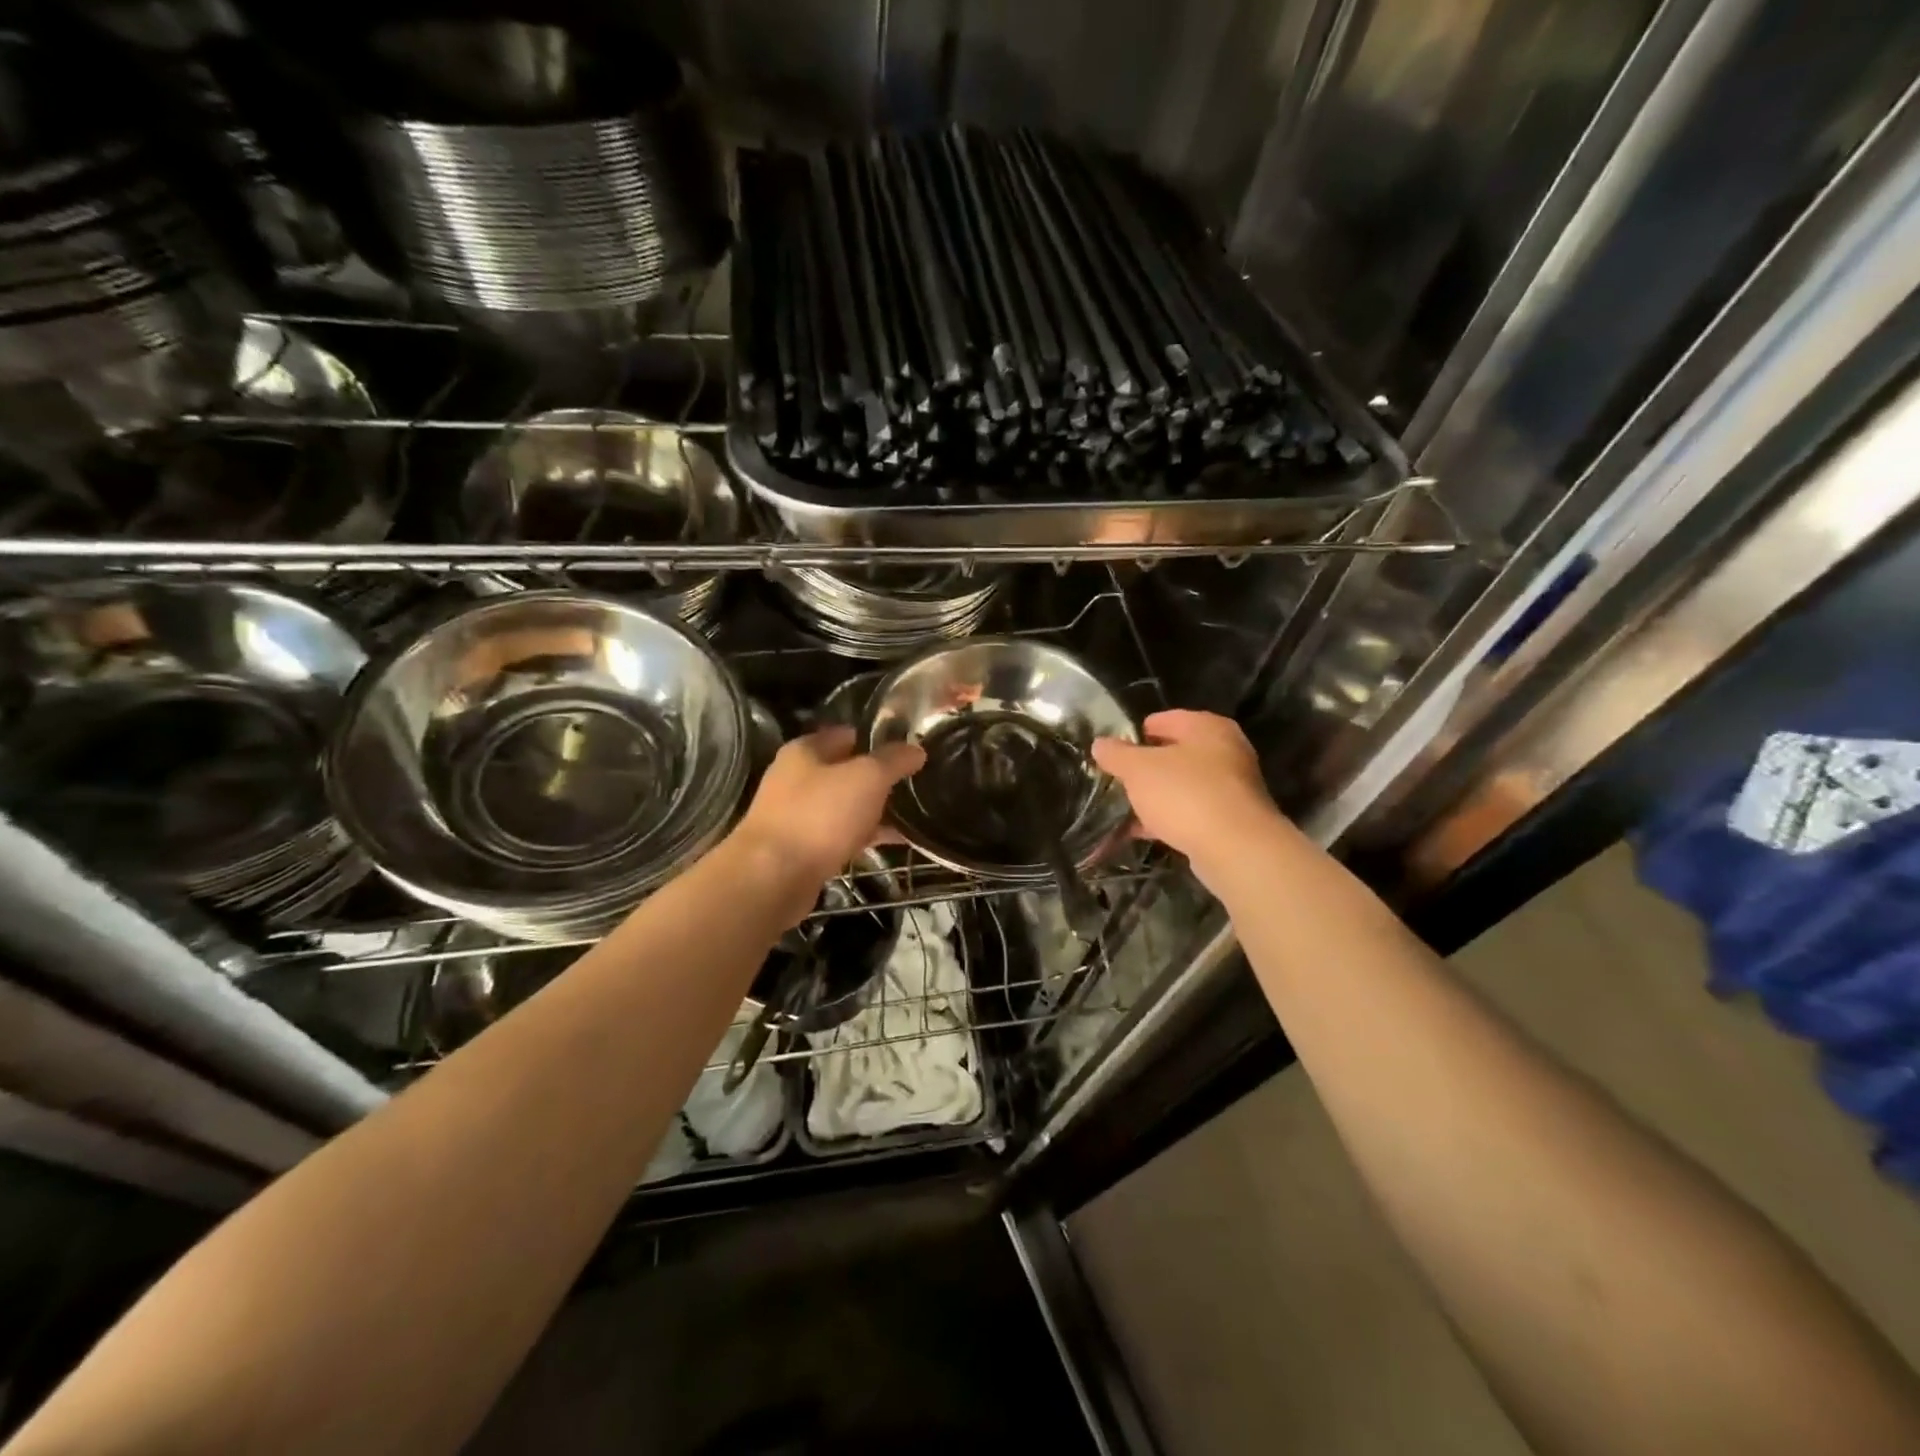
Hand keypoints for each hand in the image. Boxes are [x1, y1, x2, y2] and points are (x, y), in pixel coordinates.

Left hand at [731, 725, 924, 891]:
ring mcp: (797, 816)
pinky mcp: (802, 850)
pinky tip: (894, 842)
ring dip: (873, 809)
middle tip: (915, 783)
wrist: (773, 877)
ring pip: (844, 806)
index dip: (877, 739)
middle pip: (845, 771)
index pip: (846, 734)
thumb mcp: (866, 778)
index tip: (909, 750)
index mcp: (805, 751)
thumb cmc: (819, 815)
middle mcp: (796, 779)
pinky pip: (841, 835)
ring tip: (912, 812)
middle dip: (878, 777)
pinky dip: (865, 836)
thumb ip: (893, 760)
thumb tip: (916, 749)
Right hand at [1091, 710, 1283, 885]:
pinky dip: (1169, 819)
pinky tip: (1143, 832)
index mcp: (1207, 727)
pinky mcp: (1231, 819)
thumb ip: (1116, 754)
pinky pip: (1191, 812)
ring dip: (1156, 796)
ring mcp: (1232, 786)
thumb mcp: (1139, 769)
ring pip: (1183, 785)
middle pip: (1175, 753)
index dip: (1135, 734)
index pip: (1164, 719)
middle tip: (1118, 780)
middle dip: (1145, 768)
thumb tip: (1100, 744)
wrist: (1235, 848)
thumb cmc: (1185, 794)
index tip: (1113, 752)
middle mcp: (1226, 750)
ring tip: (1125, 809)